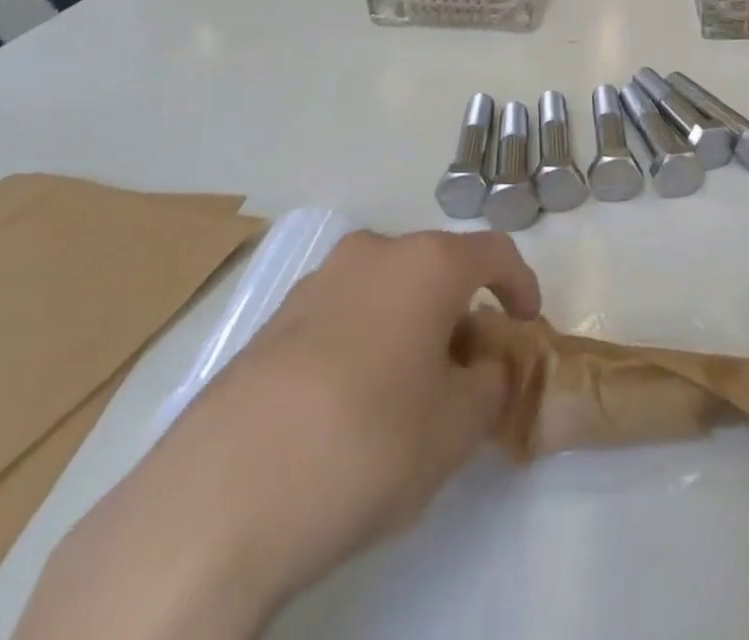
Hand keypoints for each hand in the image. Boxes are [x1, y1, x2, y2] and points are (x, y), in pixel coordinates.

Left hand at [16, 230, 540, 639]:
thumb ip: (491, 385)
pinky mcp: (272, 322)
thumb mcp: (457, 427)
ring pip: (386, 289)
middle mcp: (373, 254)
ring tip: (408, 390)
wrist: (221, 495)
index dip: (522, 285)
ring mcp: (316, 283)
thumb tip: (487, 369)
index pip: (495, 252)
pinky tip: (350, 405)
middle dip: (461, 310)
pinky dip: (365, 340)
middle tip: (467, 368)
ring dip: (411, 324)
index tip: (528, 326)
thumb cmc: (368, 442)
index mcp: (427, 263)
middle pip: (437, 267)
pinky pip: (342, 314)